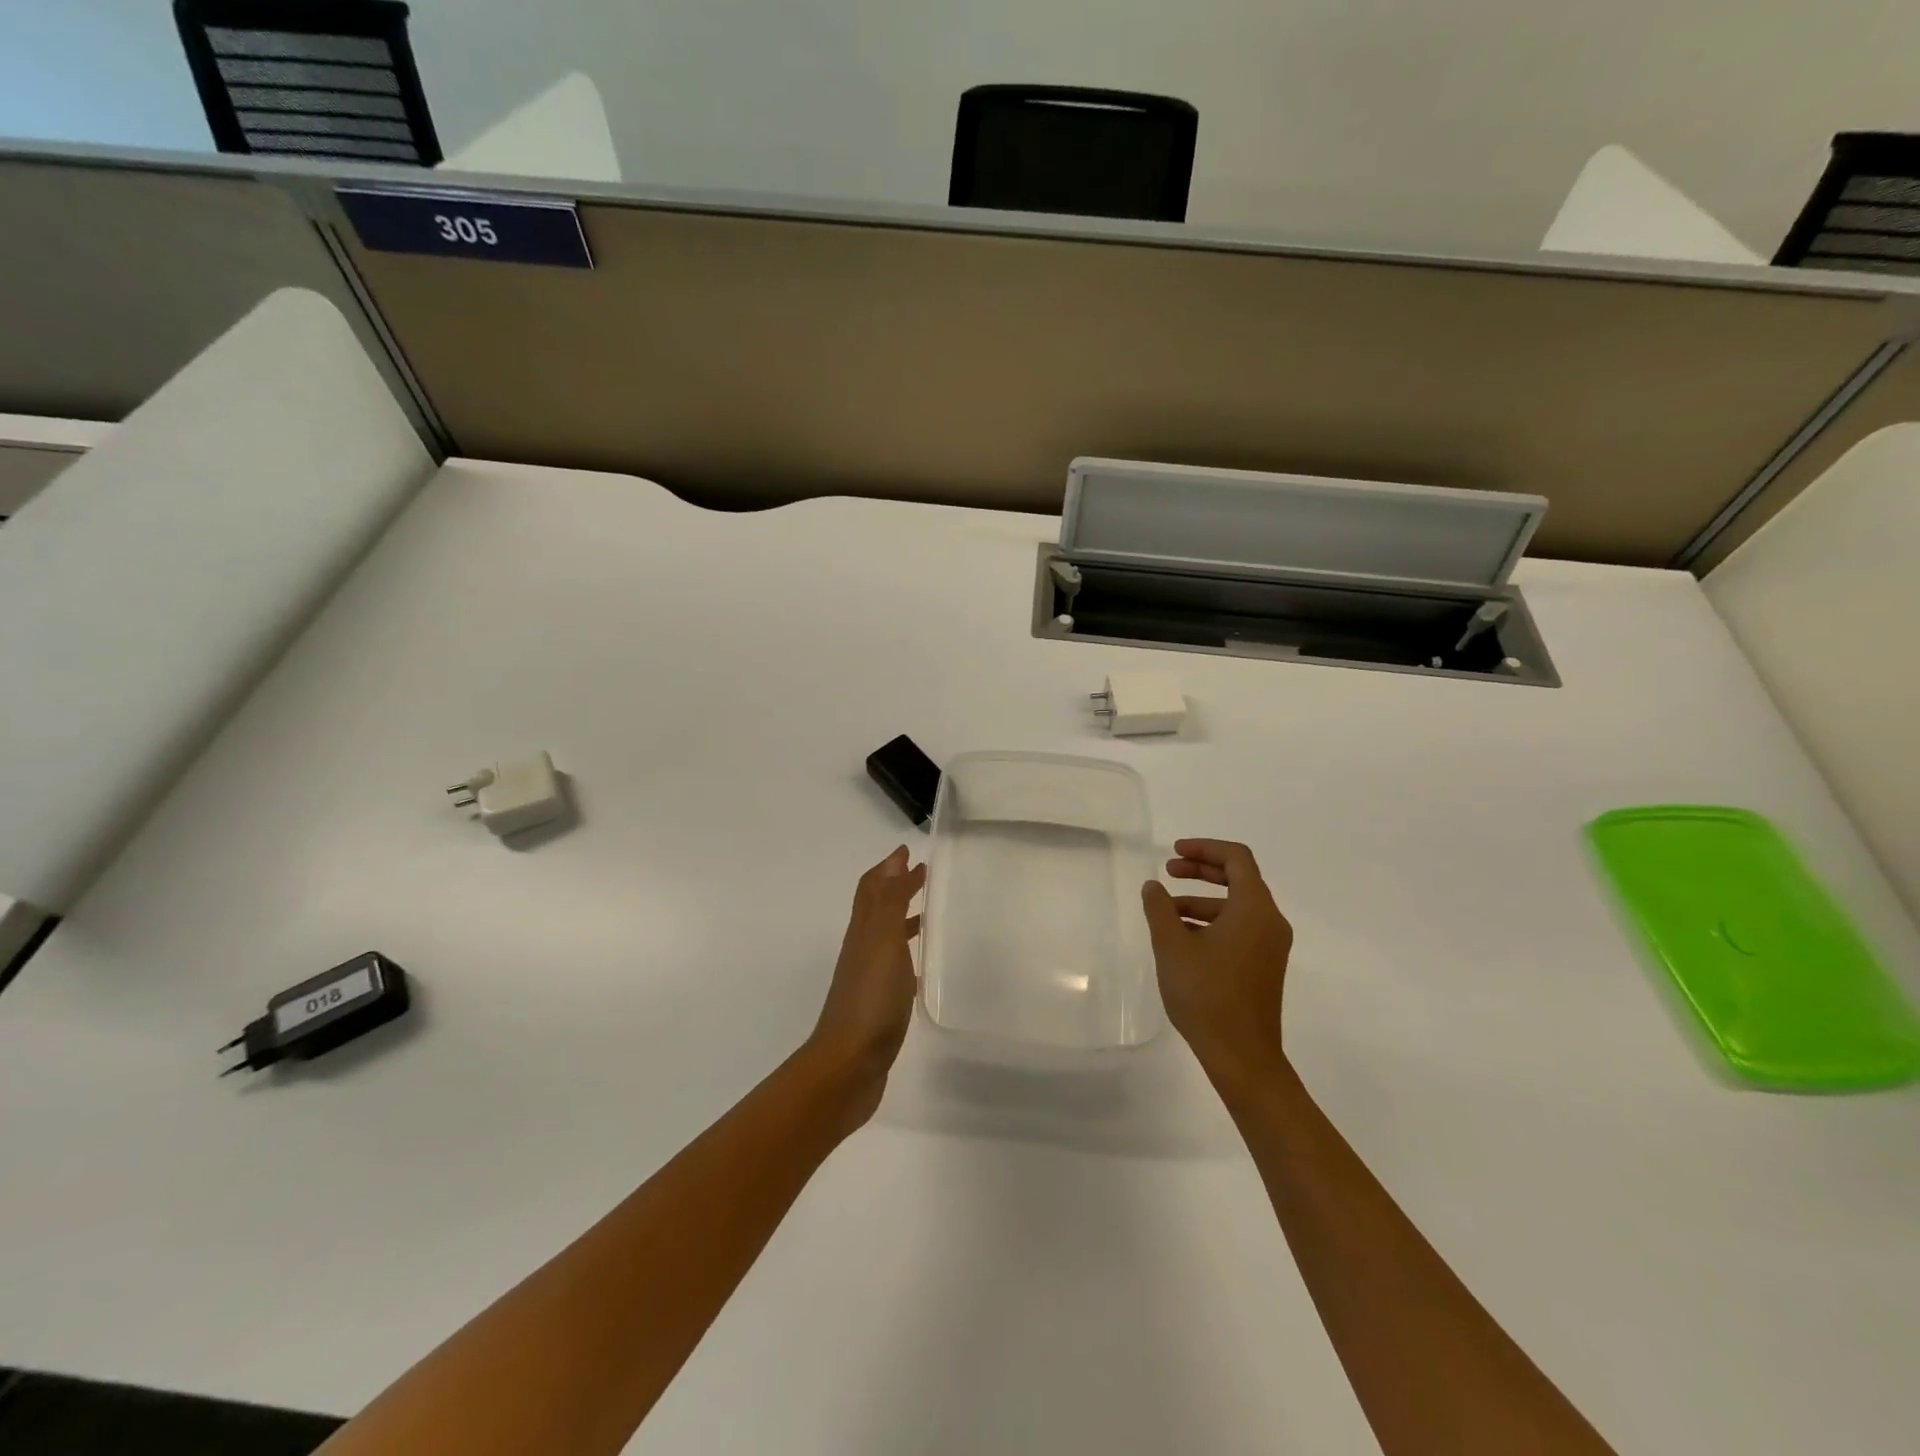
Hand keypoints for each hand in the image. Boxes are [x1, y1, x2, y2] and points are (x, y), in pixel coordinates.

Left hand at [806, 846, 925, 1128]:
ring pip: (884, 937)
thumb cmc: (870, 999)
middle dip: (896, 887)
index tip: (909, 851)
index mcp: (863, 931)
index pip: (872, 888)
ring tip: (926, 915)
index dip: (888, 868)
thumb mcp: (883, 941)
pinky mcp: (877, 1005)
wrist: (848, 1065)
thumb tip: (895, 859)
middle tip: (922, 876)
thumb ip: (890, 900)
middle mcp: (862, 949)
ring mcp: (867, 979)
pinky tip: (920, 967)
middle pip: (875, 908)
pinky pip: (893, 966)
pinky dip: (905, 953)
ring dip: (901, 918)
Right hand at [1141, 838, 1293, 1085]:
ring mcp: (1270, 945)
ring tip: (1165, 911)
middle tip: (1168, 871)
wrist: (1242, 1056)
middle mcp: (1269, 921)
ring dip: (1201, 900)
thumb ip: (1160, 909)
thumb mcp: (1172, 946)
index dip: (1204, 848)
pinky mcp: (1264, 965)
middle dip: (1201, 870)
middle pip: (1239, 878)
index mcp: (1254, 908)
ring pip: (1236, 906)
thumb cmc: (1206, 994)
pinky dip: (1212, 921)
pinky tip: (1182, 937)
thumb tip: (1153, 886)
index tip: (1173, 853)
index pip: (1236, 858)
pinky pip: (1239, 928)